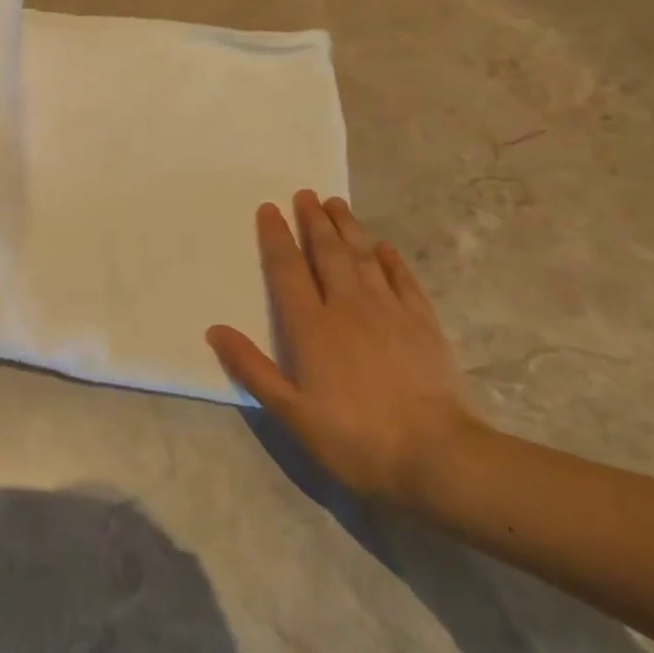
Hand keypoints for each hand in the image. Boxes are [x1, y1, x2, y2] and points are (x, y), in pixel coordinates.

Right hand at [207, 191, 480, 502]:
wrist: (437, 458)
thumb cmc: (354, 437)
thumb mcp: (291, 412)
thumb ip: (252, 368)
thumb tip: (215, 330)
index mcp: (311, 326)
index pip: (287, 269)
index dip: (276, 237)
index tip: (269, 209)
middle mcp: (347, 307)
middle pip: (327, 253)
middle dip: (314, 221)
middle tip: (305, 194)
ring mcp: (389, 312)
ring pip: (364, 258)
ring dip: (348, 228)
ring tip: (336, 203)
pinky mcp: (423, 325)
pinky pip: (403, 280)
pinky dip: (390, 260)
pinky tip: (384, 247)